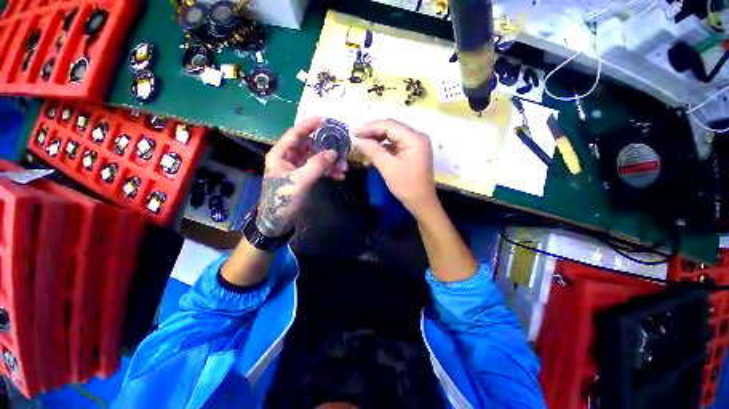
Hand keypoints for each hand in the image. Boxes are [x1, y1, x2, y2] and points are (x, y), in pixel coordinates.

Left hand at [256, 117, 347, 236]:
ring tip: (344, 167)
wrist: (278, 220)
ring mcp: (297, 168)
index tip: (323, 119)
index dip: (308, 125)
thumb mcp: (300, 181)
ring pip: (316, 158)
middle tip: (340, 146)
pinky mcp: (304, 177)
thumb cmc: (283, 199)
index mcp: (281, 154)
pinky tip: (339, 175)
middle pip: (309, 146)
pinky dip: (328, 171)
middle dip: (325, 147)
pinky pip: (318, 169)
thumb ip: (317, 165)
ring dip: (330, 162)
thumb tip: (333, 152)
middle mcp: (288, 158)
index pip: (295, 134)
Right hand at [354, 119, 436, 217]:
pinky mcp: (412, 152)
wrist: (421, 202)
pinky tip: (373, 149)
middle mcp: (417, 137)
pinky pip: (396, 144)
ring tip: (362, 141)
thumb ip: (374, 151)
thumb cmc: (407, 186)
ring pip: (393, 136)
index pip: (390, 125)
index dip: (370, 127)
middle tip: (356, 135)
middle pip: (392, 128)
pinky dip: (384, 146)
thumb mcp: (388, 168)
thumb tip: (359, 140)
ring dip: (377, 138)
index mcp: (414, 138)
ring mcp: (416, 144)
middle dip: (373, 131)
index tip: (354, 131)